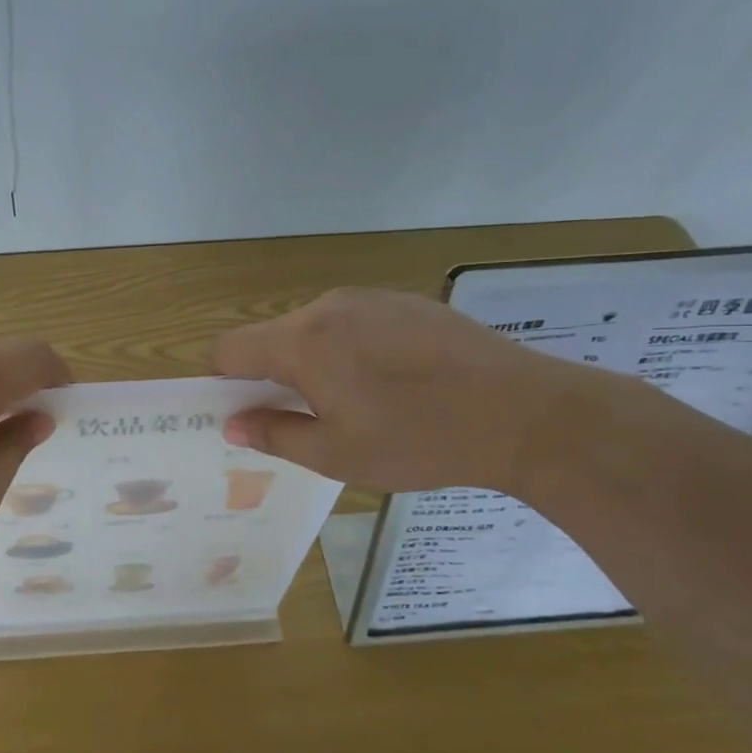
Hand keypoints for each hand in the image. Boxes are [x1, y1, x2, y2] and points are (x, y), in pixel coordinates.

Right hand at [212, 287, 593, 494]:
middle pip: (272, 337)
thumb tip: (232, 423)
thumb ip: (274, 434)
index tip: (249, 414)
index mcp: (302, 343)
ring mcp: (370, 299)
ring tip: (359, 404)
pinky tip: (395, 383)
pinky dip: (352, 349)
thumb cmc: (420, 440)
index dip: (225, 383)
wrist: (526, 413)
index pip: (229, 349)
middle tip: (309, 420)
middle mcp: (328, 307)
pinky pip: (354, 322)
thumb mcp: (336, 454)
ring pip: (314, 329)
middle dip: (274, 375)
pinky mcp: (406, 301)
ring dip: (315, 362)